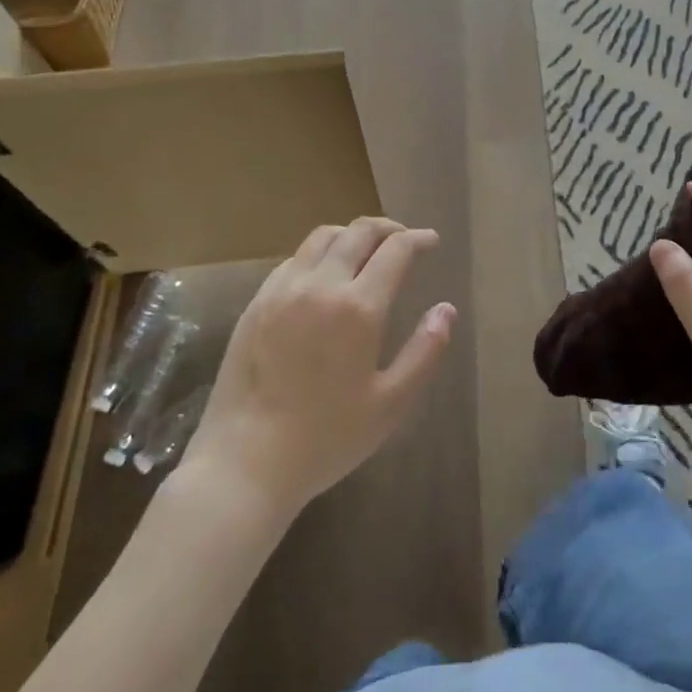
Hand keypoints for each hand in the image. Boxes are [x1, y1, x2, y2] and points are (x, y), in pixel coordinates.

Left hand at [179, 217, 455, 517]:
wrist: (245, 463)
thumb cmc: (326, 439)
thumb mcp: (391, 404)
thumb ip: (425, 351)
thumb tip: (446, 309)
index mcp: (358, 307)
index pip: (395, 250)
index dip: (418, 239)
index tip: (431, 242)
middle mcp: (320, 285)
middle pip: (358, 232)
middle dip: (387, 228)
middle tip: (404, 239)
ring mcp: (282, 290)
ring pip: (322, 237)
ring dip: (351, 234)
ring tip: (366, 249)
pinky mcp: (256, 303)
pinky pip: (293, 260)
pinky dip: (319, 254)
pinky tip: (325, 275)